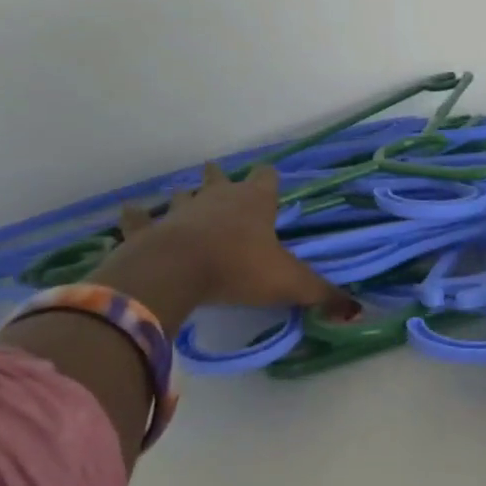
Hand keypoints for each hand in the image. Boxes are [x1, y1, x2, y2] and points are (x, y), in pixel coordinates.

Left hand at [90, 163, 330, 329]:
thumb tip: (357, 309)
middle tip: (219, 176)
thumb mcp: (289, 283)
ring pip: (182, 195)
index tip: (269, 181)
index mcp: (254, 203)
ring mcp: (179, 211)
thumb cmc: (238, 269)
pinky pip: (138, 218)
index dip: (269, 179)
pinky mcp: (147, 230)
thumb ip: (322, 294)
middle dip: (221, 178)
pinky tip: (129, 209)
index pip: (266, 178)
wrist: (177, 272)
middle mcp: (217, 198)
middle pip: (219, 178)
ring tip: (181, 193)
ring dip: (183, 196)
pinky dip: (135, 215)